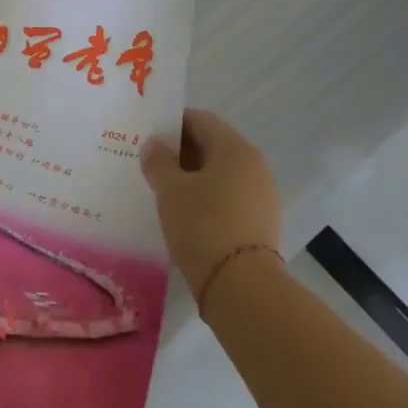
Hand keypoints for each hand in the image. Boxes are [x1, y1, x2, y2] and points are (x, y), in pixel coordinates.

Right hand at [140, 109, 281, 297]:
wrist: (242, 288)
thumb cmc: (203, 225)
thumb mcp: (170, 189)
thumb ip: (158, 161)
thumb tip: (154, 145)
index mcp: (235, 149)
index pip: (200, 119)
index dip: (170, 124)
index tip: (146, 137)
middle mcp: (254, 166)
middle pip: (211, 146)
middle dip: (179, 152)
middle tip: (149, 165)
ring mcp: (261, 196)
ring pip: (218, 175)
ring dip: (191, 178)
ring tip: (162, 192)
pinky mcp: (259, 223)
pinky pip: (226, 199)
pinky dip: (204, 200)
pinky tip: (183, 216)